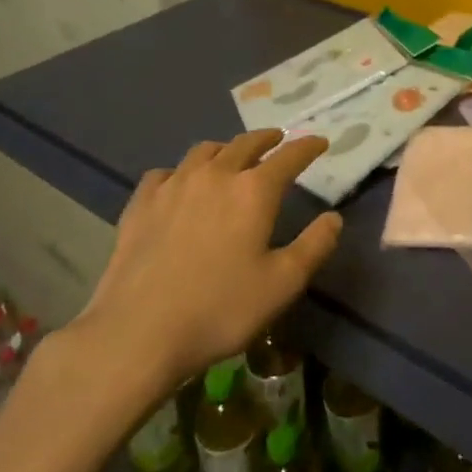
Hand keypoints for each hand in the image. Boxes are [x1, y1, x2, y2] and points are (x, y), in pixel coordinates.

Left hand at [67, 129, 341, 391]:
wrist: (138, 333)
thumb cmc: (220, 309)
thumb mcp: (282, 285)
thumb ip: (314, 246)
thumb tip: (333, 217)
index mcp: (253, 191)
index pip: (289, 156)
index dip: (307, 146)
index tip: (319, 141)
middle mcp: (215, 175)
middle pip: (245, 144)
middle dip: (266, 139)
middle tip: (277, 139)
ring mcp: (173, 186)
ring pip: (204, 151)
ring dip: (225, 149)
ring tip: (231, 157)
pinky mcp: (141, 204)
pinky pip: (164, 173)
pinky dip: (180, 172)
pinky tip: (179, 185)